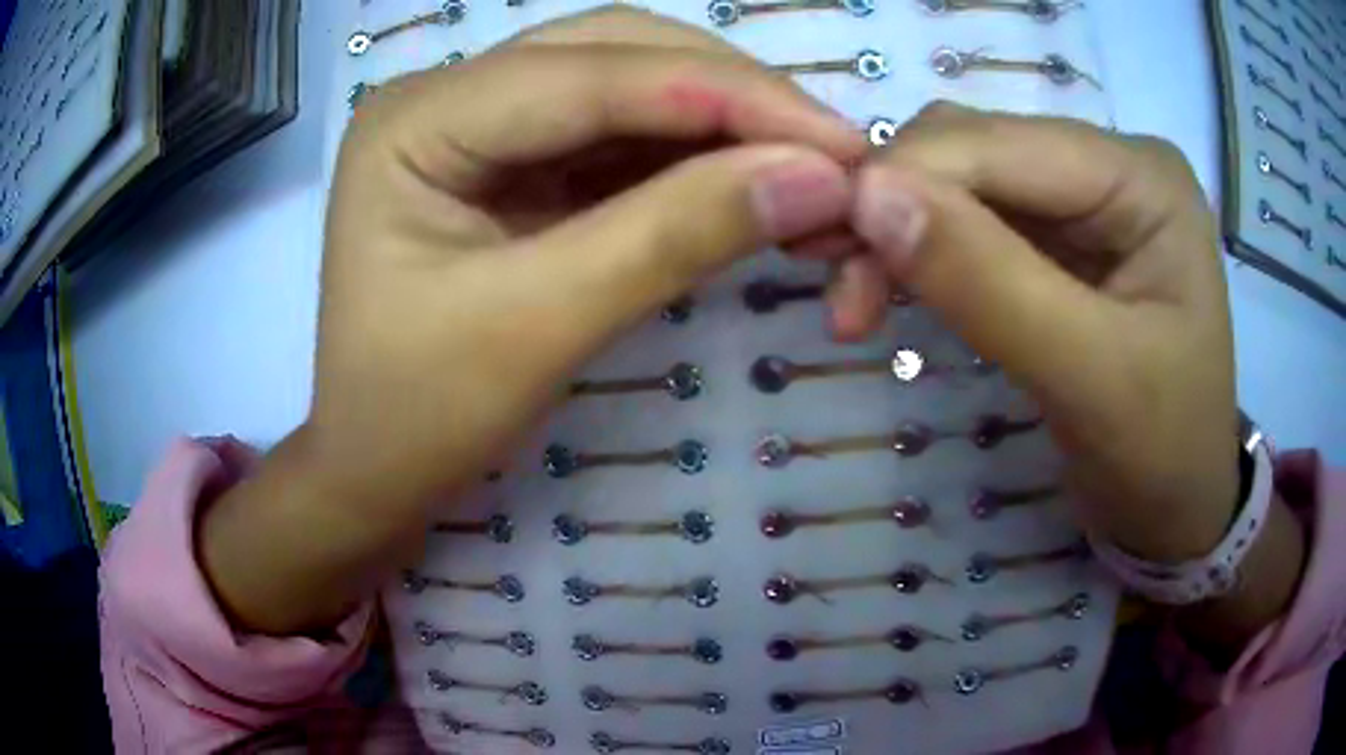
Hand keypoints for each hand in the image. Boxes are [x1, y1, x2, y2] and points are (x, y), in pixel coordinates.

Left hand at [200, 7, 863, 633]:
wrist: (374, 471)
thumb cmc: (417, 416)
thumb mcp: (538, 328)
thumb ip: (674, 236)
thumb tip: (817, 179)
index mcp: (416, 120)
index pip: (589, 75)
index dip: (726, 96)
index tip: (841, 142)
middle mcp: (447, 97)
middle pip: (614, 55)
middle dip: (733, 96)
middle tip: (835, 152)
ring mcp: (483, 126)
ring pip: (629, 88)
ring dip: (726, 122)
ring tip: (811, 168)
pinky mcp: (517, 165)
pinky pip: (622, 138)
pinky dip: (696, 157)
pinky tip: (753, 179)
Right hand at [841, 104, 1302, 653]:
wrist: (1178, 509)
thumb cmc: (1162, 455)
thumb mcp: (1091, 379)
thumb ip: (990, 284)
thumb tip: (869, 197)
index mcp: (1141, 177)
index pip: (1000, 143)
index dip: (906, 179)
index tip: (829, 250)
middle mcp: (1109, 165)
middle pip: (973, 149)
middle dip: (896, 205)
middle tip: (841, 293)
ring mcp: (1082, 199)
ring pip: (960, 181)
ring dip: (897, 228)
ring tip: (853, 297)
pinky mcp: (1058, 239)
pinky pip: (971, 221)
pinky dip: (919, 249)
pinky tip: (888, 285)